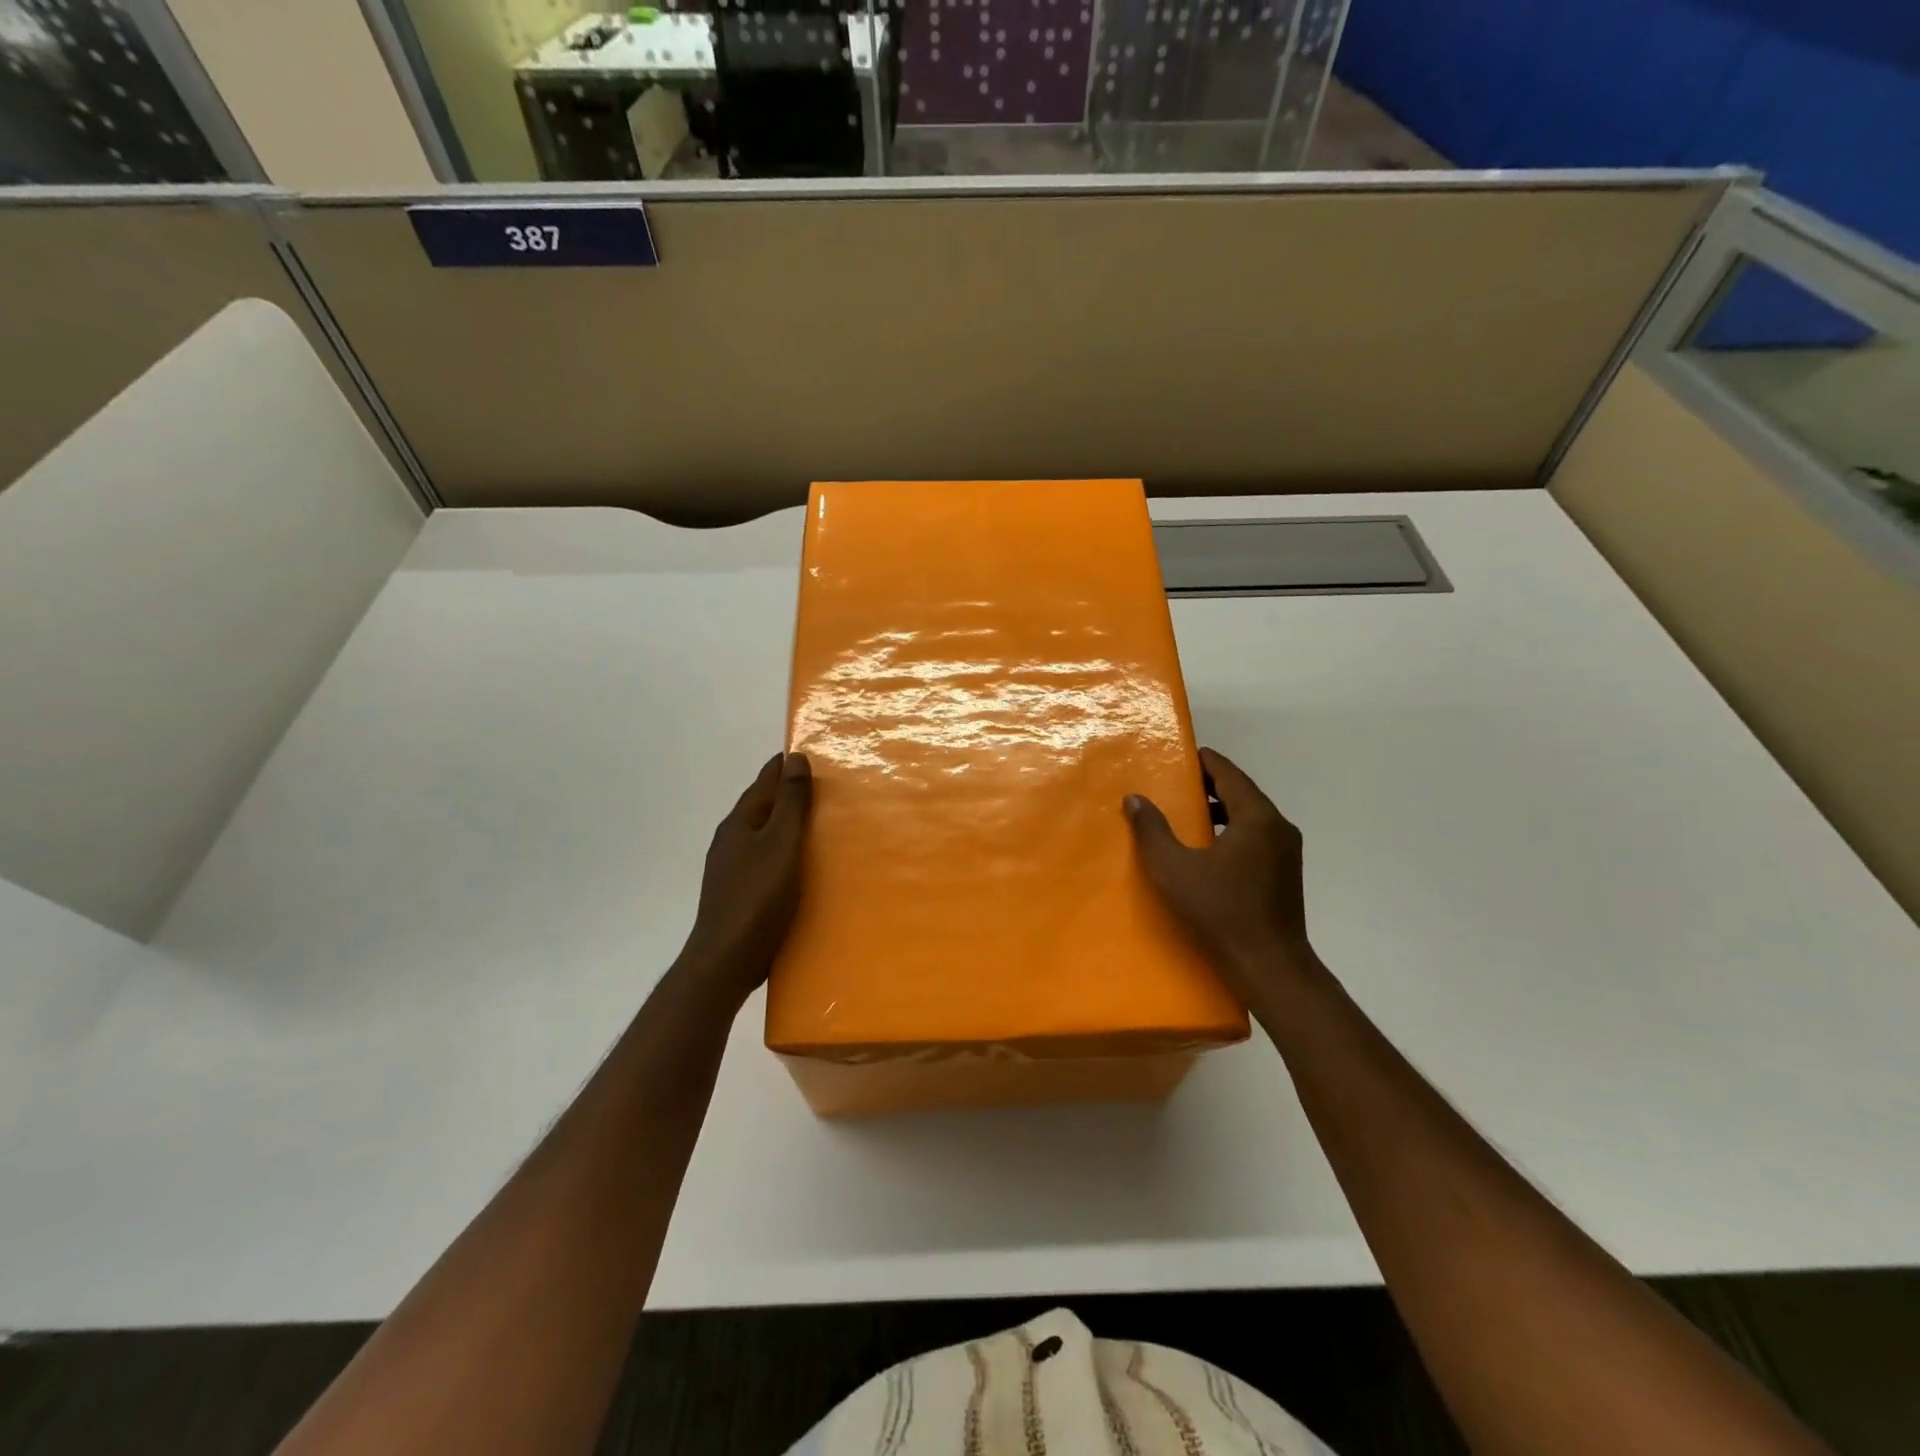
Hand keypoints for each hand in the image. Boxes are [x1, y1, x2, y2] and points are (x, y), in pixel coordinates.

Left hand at [676, 752, 812, 1008]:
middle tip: (823, 787)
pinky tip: (798, 865)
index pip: (764, 781)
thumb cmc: (758, 897)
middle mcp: (731, 840)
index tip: (810, 754)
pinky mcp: (738, 894)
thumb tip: (795, 758)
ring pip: (762, 835)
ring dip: (785, 825)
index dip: (785, 766)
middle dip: (787, 794)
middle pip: (761, 806)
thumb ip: (791, 803)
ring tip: (817, 824)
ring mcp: (731, 869)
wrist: (726, 959)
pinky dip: (783, 852)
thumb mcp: (782, 843)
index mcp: (740, 822)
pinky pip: (764, 860)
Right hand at [1124, 747, 1319, 999]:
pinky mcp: (1286, 874)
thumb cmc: (1220, 912)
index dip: (1205, 762)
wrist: (1270, 966)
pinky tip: (1209, 847)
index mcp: (1257, 818)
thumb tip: (1134, 798)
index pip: (1230, 774)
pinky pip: (1257, 837)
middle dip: (1211, 785)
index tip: (1182, 755)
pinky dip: (1233, 830)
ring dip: (1222, 809)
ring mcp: (1287, 852)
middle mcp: (1278, 827)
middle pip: (1242, 793)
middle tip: (1178, 783)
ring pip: (1251, 816)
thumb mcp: (1174, 869)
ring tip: (1189, 812)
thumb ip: (1152, 830)